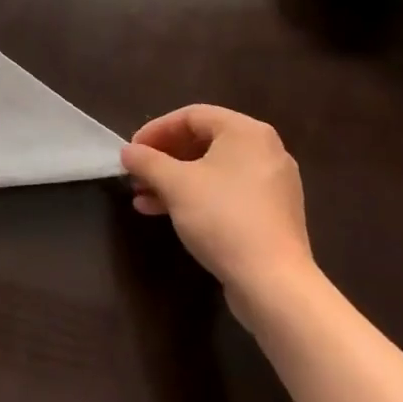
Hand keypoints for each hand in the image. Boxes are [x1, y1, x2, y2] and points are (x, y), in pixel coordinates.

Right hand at [120, 105, 315, 310]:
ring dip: (174, 181)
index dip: (156, 130)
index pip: (191, 116)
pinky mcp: (272, 215)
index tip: (132, 150)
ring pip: (212, 171)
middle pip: (202, 143)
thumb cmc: (222, 218)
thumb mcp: (174, 183)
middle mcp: (264, 151)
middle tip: (137, 174)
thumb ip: (147, 161)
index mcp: (246, 132)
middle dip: (163, 159)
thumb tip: (128, 152)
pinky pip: (227, 193)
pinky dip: (197, 197)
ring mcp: (272, 185)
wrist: (274, 284)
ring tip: (143, 198)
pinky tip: (167, 213)